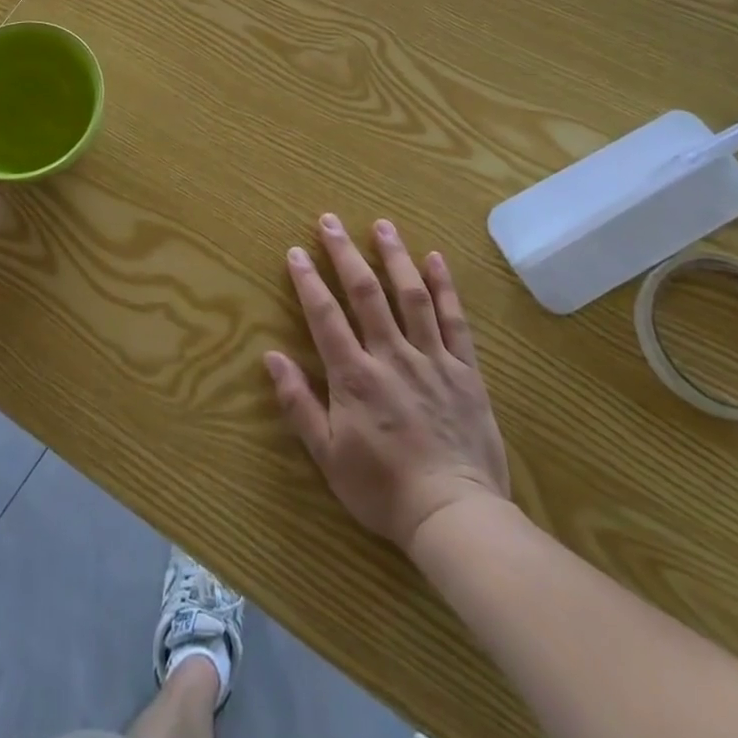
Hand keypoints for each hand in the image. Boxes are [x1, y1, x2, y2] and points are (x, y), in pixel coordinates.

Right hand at [265, 214, 510, 553]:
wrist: (455, 516)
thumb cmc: (383, 489)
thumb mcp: (327, 456)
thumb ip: (298, 403)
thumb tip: (271, 356)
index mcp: (354, 376)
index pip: (325, 316)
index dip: (308, 281)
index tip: (296, 251)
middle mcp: (391, 355)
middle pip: (365, 293)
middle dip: (345, 253)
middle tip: (330, 220)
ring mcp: (432, 359)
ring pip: (411, 296)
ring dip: (394, 257)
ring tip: (382, 225)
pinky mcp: (466, 371)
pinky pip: (455, 321)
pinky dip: (445, 287)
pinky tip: (435, 259)